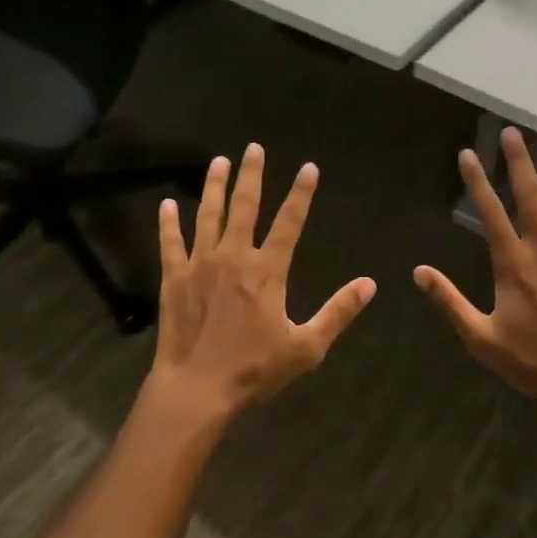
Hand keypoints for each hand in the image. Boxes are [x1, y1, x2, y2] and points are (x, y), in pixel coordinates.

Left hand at [149, 144, 376, 423]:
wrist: (197, 390)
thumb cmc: (254, 370)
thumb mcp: (306, 346)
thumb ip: (338, 312)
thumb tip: (369, 284)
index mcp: (267, 271)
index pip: (289, 222)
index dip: (301, 194)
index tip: (309, 168)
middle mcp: (233, 257)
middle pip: (244, 206)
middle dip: (251, 175)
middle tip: (253, 148)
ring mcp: (200, 264)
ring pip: (208, 215)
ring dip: (214, 186)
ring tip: (218, 162)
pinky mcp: (174, 278)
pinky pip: (171, 243)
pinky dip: (168, 223)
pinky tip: (167, 204)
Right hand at [415, 128, 536, 415]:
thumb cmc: (532, 361)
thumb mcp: (480, 337)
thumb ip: (449, 301)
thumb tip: (419, 272)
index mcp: (513, 263)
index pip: (490, 212)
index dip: (477, 181)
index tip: (468, 153)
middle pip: (531, 196)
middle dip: (520, 162)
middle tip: (513, 133)